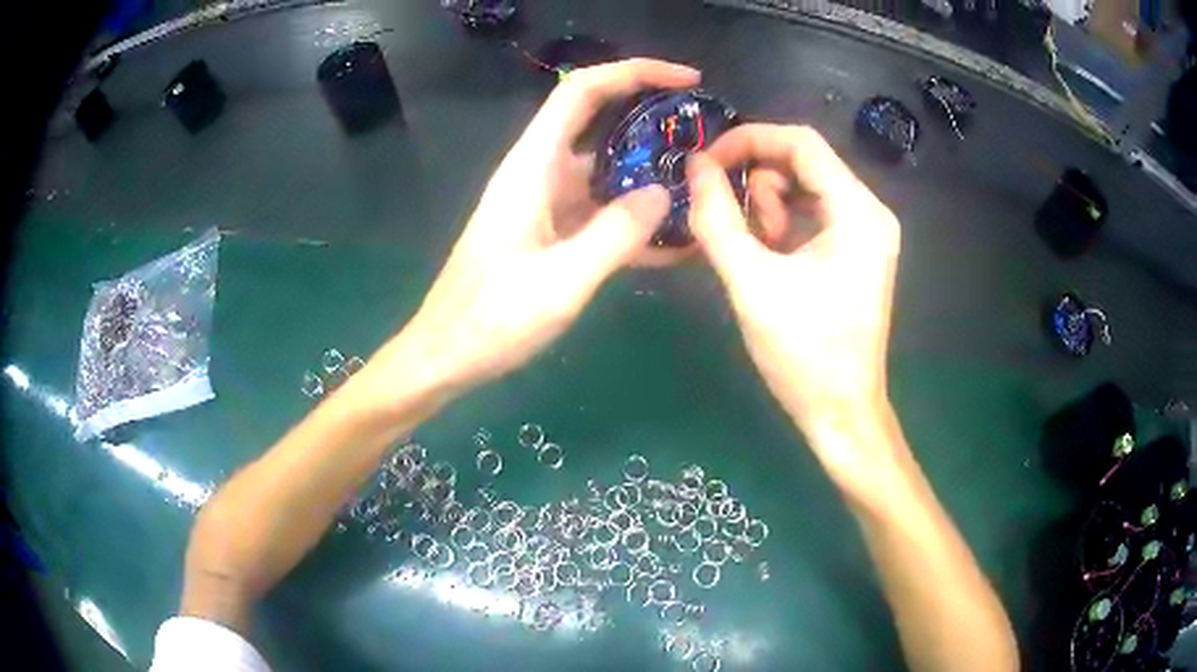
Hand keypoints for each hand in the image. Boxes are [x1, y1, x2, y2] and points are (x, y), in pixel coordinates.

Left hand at [391, 59, 700, 397]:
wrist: (446, 356)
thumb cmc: (491, 320)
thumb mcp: (561, 281)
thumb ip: (615, 234)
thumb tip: (664, 193)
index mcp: (532, 167)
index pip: (582, 91)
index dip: (633, 72)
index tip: (686, 79)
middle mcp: (539, 173)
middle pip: (599, 122)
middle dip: (652, 120)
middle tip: (706, 136)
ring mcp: (544, 203)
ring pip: (606, 170)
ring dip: (650, 174)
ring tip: (705, 188)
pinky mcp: (550, 233)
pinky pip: (599, 211)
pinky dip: (634, 218)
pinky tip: (674, 240)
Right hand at [687, 124, 900, 455]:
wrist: (841, 413)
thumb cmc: (803, 354)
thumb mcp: (752, 283)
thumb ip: (717, 218)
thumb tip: (694, 167)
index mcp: (857, 211)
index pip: (801, 142)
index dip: (747, 141)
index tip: (705, 164)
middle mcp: (869, 211)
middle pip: (803, 162)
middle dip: (758, 185)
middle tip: (735, 227)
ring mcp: (865, 232)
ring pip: (803, 188)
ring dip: (767, 210)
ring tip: (757, 257)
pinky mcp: (855, 252)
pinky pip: (810, 215)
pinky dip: (781, 227)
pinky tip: (769, 262)